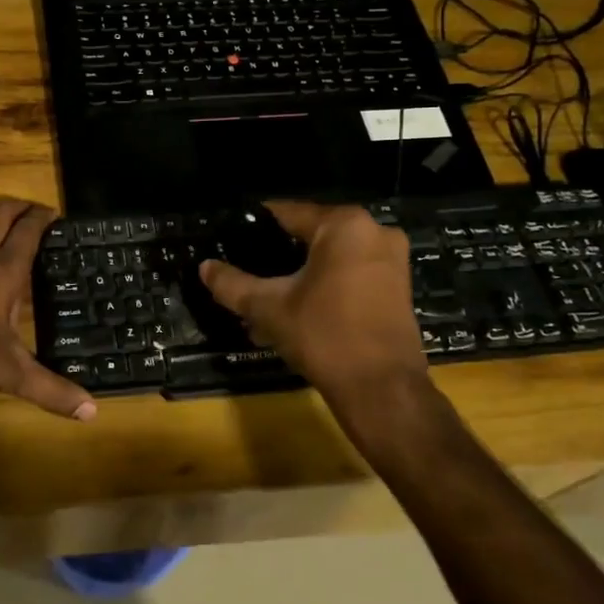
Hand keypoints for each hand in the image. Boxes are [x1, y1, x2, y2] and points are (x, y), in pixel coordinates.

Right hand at [199, 202, 429, 404]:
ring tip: (266, 298)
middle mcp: (374, 231)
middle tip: (246, 272)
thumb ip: (232, 283)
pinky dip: (325, 286)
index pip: (287, 213)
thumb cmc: (324, 336)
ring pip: (331, 258)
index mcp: (344, 225)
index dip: (255, 226)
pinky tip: (297, 310)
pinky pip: (351, 274)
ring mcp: (391, 260)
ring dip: (299, 275)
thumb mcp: (268, 308)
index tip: (231, 238)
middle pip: (310, 235)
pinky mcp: (398, 286)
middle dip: (277, 256)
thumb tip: (205, 267)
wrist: (382, 390)